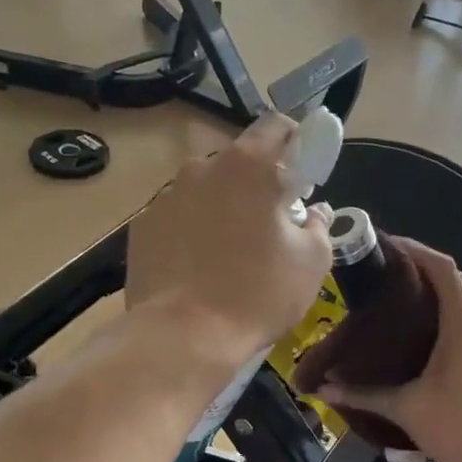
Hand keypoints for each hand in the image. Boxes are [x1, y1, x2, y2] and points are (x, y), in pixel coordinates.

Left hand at [127, 114, 334, 375]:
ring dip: (224, 208)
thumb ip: (319, 225)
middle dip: (258, 184)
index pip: (276, 125)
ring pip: (206, 190)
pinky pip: (178, 218)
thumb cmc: (257, 294)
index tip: (302, 177)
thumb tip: (314, 212)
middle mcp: (201, 168)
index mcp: (248, 166)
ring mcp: (166, 197)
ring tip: (231, 253)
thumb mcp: (311, 262)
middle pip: (238, 161)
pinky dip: (193, 231)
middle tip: (271, 225)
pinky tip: (199, 269)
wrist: (182, 337)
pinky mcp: (142, 227)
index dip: (296, 143)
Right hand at [313, 244, 461, 461]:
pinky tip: (433, 340)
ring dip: (442, 294)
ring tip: (405, 304)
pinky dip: (454, 317)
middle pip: (457, 280)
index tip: (387, 246)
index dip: (415, 250)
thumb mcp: (410, 410)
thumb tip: (324, 388)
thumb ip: (366, 396)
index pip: (442, 267)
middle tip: (388, 277)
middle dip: (425, 270)